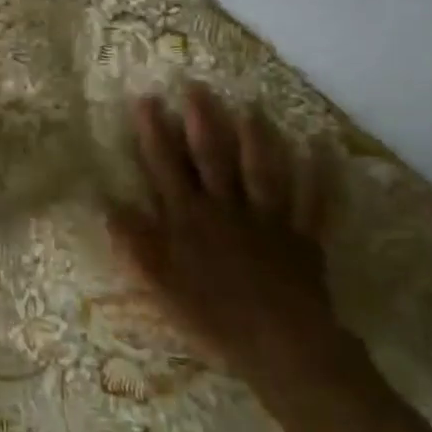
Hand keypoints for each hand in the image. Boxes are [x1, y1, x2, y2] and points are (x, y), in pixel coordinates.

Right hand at [109, 84, 340, 384]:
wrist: (281, 346)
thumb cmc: (212, 317)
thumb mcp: (159, 284)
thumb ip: (135, 242)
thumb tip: (107, 203)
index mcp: (189, 219)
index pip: (165, 166)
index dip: (155, 131)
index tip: (147, 98)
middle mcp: (227, 209)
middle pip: (213, 157)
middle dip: (203, 119)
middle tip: (197, 85)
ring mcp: (268, 220)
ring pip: (262, 171)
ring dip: (258, 137)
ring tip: (252, 106)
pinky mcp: (303, 238)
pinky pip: (315, 203)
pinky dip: (321, 177)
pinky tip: (323, 149)